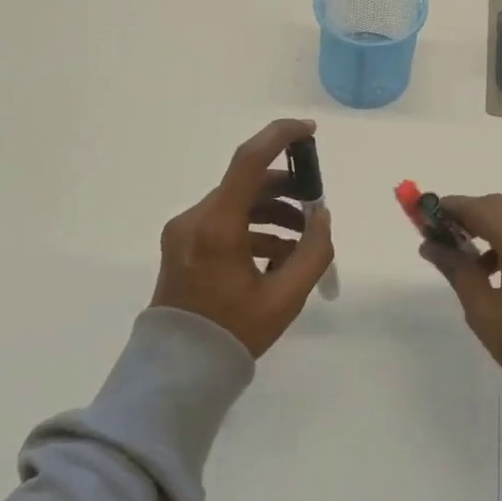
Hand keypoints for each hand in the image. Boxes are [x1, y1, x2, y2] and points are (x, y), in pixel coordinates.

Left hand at [151, 119, 335, 358]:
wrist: (179, 369)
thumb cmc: (234, 332)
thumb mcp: (286, 297)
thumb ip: (313, 251)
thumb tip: (322, 217)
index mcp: (217, 226)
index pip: (249, 161)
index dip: (281, 137)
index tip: (310, 131)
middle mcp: (195, 218)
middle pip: (246, 184)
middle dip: (285, 188)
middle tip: (315, 203)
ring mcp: (184, 231)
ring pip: (236, 203)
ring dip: (271, 212)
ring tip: (301, 240)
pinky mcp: (182, 244)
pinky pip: (223, 222)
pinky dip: (252, 229)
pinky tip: (277, 255)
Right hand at [421, 194, 501, 391]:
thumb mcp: (482, 309)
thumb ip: (456, 269)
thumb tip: (430, 245)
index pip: (479, 208)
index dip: (451, 208)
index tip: (425, 214)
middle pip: (500, 205)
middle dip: (471, 214)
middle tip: (444, 235)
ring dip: (493, 223)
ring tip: (470, 255)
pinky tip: (499, 264)